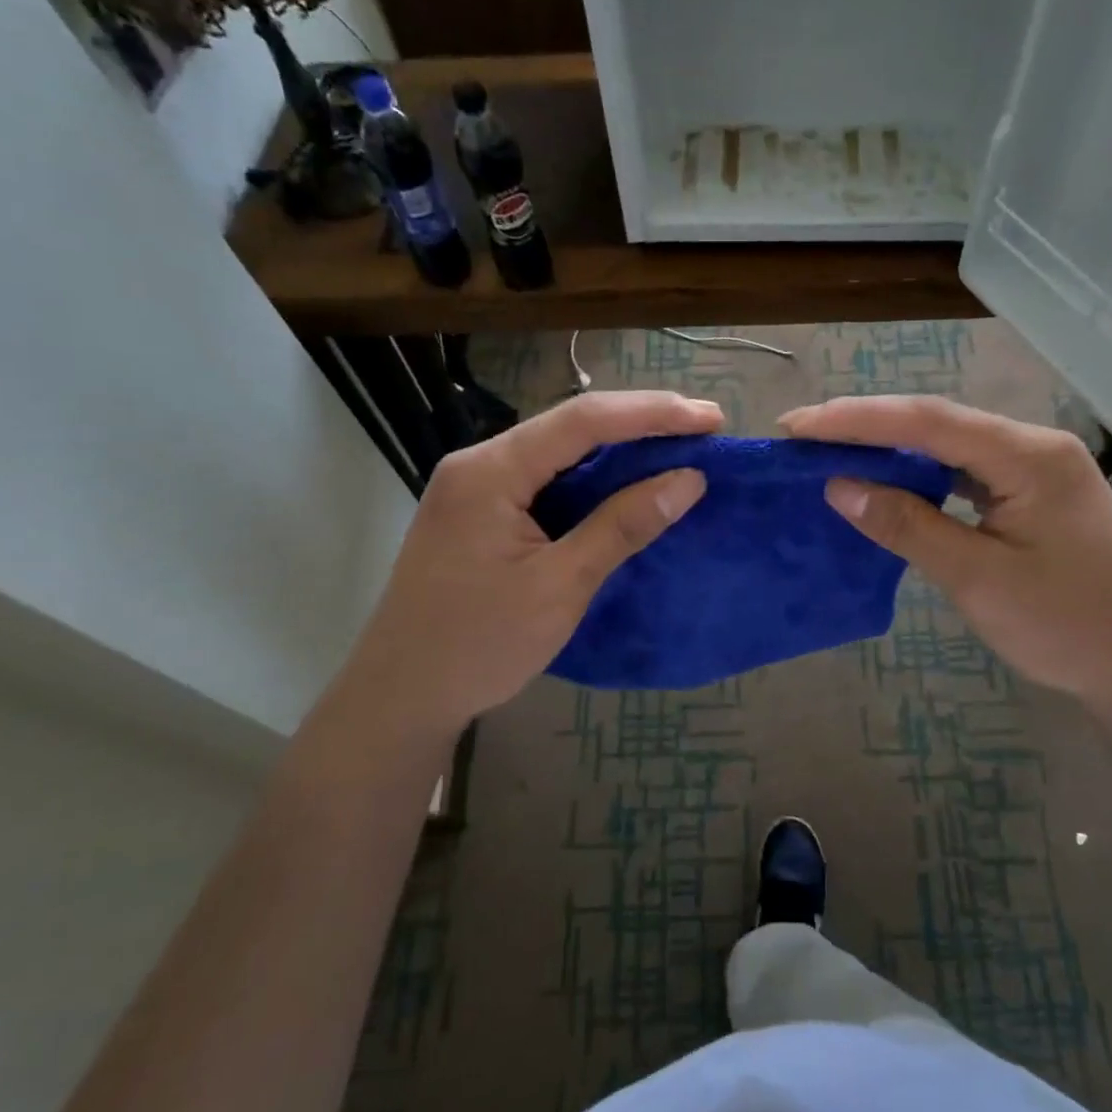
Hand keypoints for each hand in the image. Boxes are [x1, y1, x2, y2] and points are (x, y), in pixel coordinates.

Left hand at [345, 391, 722, 737]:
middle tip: (703, 427)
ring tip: (676, 447)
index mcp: (490, 472)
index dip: (653, 414)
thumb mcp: (559, 587)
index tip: (711, 419)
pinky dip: (591, 479)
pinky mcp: (479, 514)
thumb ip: (622, 526)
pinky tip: (623, 483)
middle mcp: (478, 464)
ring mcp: (475, 488)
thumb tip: (687, 479)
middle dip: (639, 422)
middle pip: (569, 426)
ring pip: (557, 451)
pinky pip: (544, 479)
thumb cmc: (478, 645)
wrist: (400, 697)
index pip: (583, 421)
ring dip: (617, 449)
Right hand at [778, 395, 1111, 700]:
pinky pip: (966, 470)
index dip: (857, 419)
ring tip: (832, 449)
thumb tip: (840, 487)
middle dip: (867, 425)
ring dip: (891, 446)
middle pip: (938, 422)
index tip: (797, 425)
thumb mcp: (975, 577)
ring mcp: (1037, 469)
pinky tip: (888, 477)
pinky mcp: (1033, 494)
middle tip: (801, 432)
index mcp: (1029, 455)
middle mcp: (1034, 446)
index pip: (928, 421)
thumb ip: (906, 525)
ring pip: (950, 444)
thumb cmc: (1062, 626)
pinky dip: (920, 473)